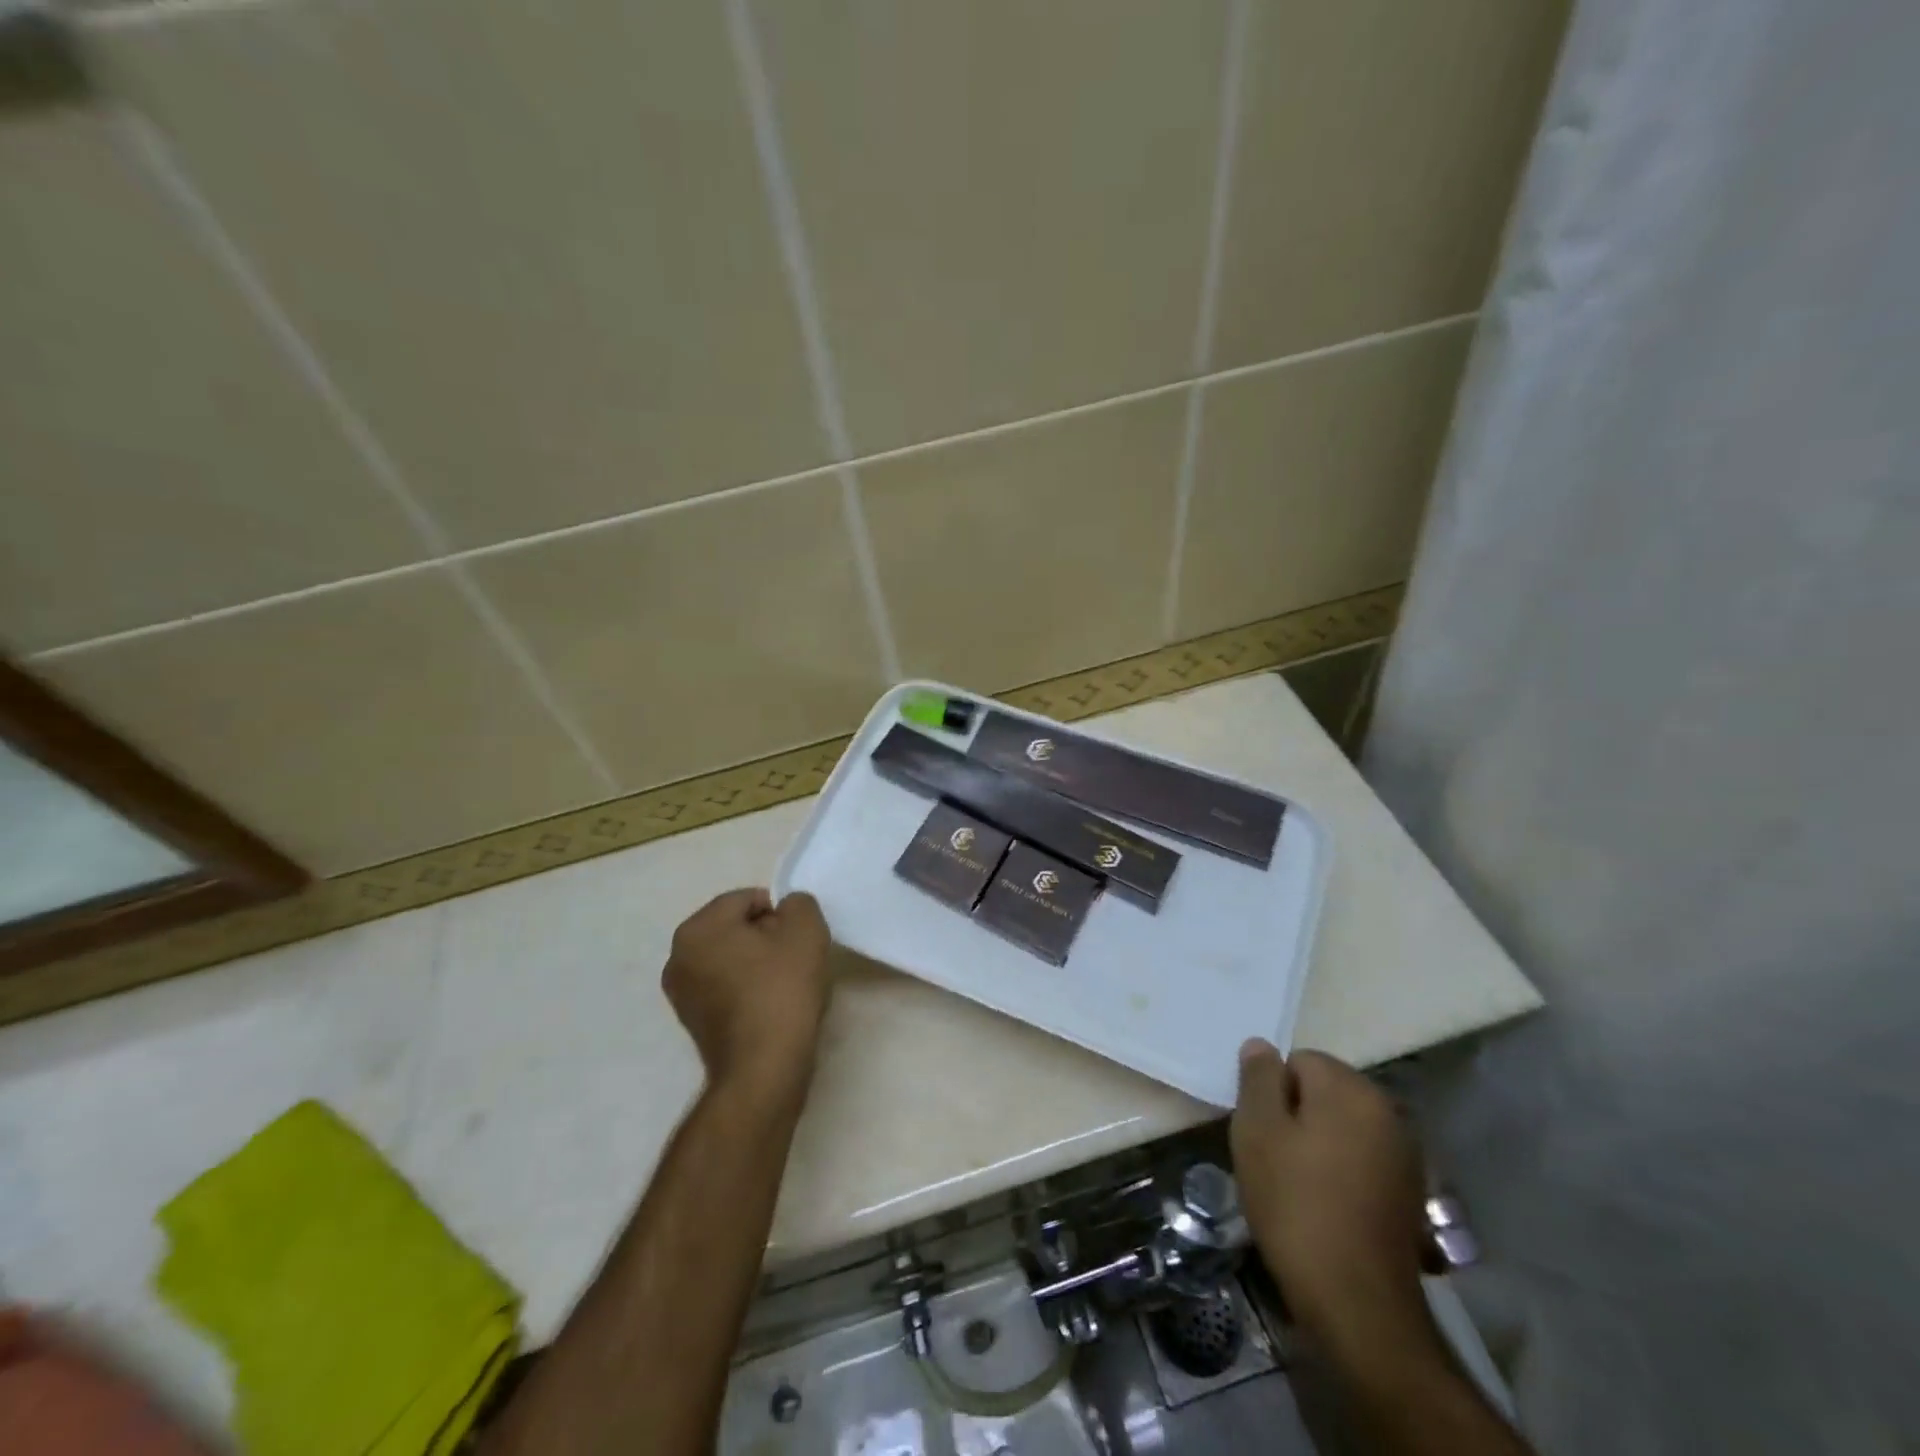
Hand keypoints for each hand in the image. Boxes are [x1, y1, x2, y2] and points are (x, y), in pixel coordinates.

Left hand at [662, 889, 832, 1094]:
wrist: (764, 1069)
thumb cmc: (782, 990)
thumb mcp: (805, 930)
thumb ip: (798, 904)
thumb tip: (786, 911)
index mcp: (698, 928)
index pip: (746, 900)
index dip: (780, 913)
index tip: (799, 938)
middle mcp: (678, 956)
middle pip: (735, 928)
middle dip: (767, 936)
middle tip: (796, 958)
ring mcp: (681, 993)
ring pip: (731, 958)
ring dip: (758, 963)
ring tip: (786, 985)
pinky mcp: (693, 1023)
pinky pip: (726, 988)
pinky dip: (747, 989)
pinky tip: (771, 1007)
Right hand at [1231, 1042, 1434, 1354]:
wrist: (1357, 1304)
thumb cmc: (1296, 1204)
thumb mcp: (1257, 1131)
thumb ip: (1258, 1079)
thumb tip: (1261, 1045)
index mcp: (1351, 1089)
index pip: (1298, 1060)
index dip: (1273, 1092)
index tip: (1263, 1132)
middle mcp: (1387, 1111)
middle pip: (1325, 1090)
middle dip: (1297, 1114)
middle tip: (1275, 1157)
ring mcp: (1405, 1154)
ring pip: (1343, 1126)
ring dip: (1320, 1143)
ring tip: (1298, 1185)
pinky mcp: (1410, 1192)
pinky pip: (1362, 1158)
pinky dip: (1342, 1170)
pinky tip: (1326, 1205)